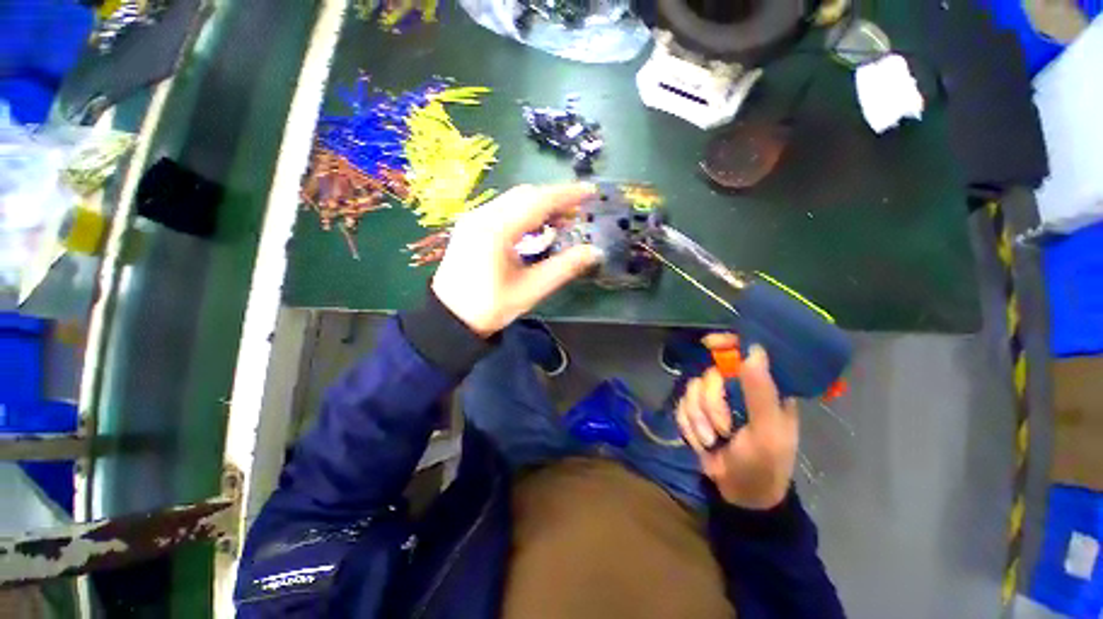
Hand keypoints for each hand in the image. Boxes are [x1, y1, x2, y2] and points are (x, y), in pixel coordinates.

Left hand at [432, 184, 601, 336]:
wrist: (449, 318)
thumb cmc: (489, 307)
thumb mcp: (531, 290)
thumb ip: (564, 268)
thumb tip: (594, 251)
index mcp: (496, 230)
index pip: (537, 201)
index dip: (567, 194)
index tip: (590, 192)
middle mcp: (482, 215)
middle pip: (525, 195)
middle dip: (555, 198)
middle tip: (580, 209)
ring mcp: (473, 218)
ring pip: (514, 200)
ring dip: (541, 204)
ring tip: (564, 218)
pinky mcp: (471, 225)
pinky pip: (503, 209)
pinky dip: (525, 212)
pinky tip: (537, 226)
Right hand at [676, 342, 798, 509]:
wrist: (740, 494)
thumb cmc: (764, 464)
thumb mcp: (767, 432)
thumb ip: (761, 393)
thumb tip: (754, 351)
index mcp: (763, 388)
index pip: (745, 352)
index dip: (727, 343)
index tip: (709, 344)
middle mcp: (737, 388)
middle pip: (710, 374)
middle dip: (711, 404)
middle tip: (723, 429)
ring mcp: (714, 400)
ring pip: (692, 390)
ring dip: (699, 419)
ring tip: (712, 441)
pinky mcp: (695, 412)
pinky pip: (681, 405)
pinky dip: (688, 426)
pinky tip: (701, 442)